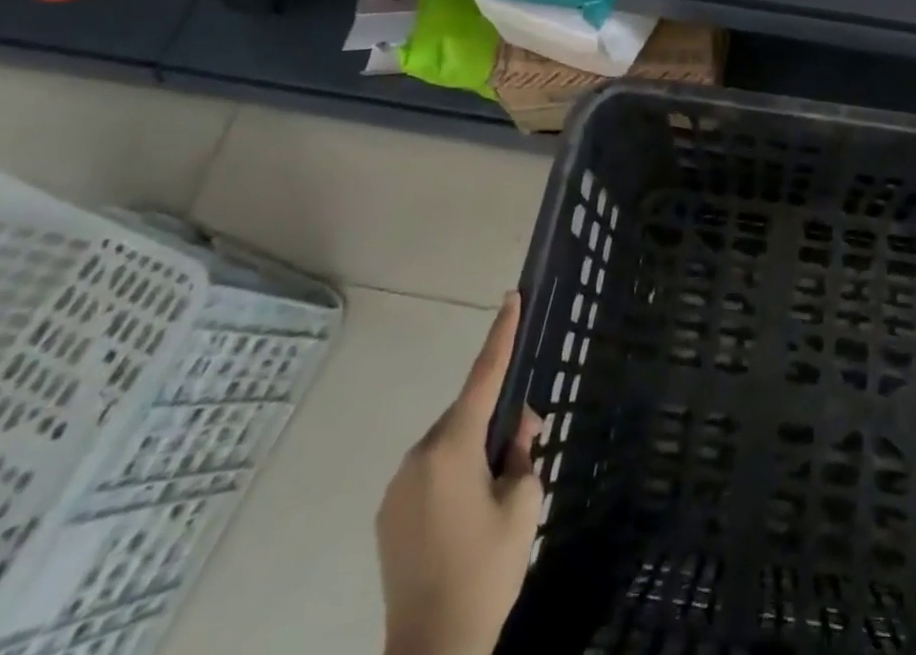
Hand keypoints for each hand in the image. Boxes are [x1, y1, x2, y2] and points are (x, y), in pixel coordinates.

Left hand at [377, 292, 542, 654]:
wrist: (432, 654)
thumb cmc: (486, 572)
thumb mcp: (524, 505)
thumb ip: (524, 453)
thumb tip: (518, 431)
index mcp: (452, 449)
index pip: (485, 376)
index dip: (502, 334)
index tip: (511, 297)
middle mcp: (418, 457)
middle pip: (468, 415)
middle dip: (498, 420)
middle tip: (527, 448)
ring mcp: (398, 487)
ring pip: (450, 444)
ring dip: (475, 451)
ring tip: (497, 494)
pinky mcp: (388, 514)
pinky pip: (431, 472)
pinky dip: (455, 474)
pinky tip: (468, 515)